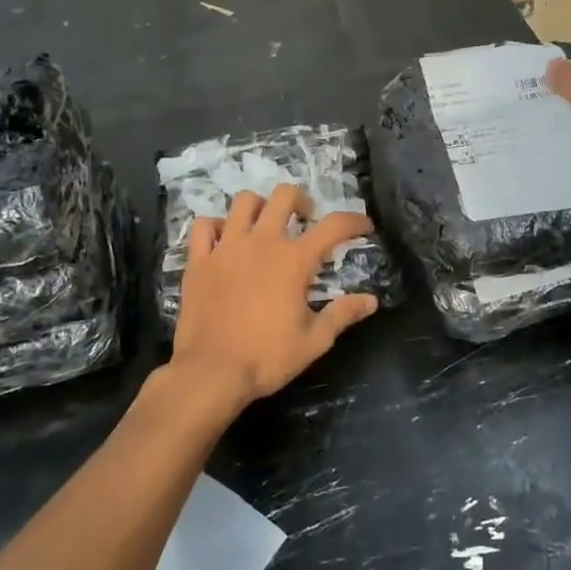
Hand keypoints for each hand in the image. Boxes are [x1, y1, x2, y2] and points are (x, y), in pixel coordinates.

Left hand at [168, 184, 380, 416]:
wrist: (211, 372)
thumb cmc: (267, 357)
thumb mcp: (315, 340)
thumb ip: (343, 314)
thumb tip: (371, 300)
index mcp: (294, 260)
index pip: (333, 226)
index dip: (354, 221)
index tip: (364, 227)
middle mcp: (262, 242)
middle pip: (284, 196)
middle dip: (302, 201)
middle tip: (306, 219)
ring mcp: (227, 248)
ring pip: (244, 202)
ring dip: (261, 206)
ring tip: (265, 224)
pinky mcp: (199, 260)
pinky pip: (205, 226)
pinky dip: (216, 226)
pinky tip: (224, 239)